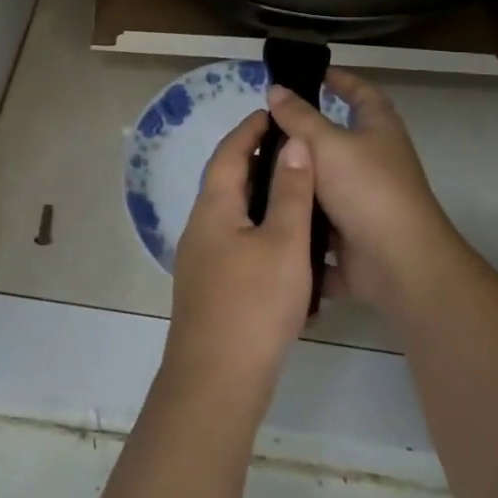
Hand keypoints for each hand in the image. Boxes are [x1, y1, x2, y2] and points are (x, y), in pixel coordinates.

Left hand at [164, 108, 313, 402]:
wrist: (216, 384)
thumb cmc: (253, 305)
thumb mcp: (284, 243)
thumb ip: (291, 191)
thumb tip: (294, 143)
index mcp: (213, 208)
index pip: (229, 153)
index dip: (250, 130)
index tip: (272, 112)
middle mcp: (200, 228)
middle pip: (226, 181)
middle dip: (256, 160)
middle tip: (293, 150)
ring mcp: (201, 262)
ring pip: (232, 214)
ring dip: (260, 197)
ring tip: (297, 193)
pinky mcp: (211, 290)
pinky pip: (236, 244)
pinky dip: (260, 230)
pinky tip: (287, 248)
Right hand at [265, 71, 464, 316]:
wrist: (398, 264)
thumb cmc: (367, 189)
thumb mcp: (327, 143)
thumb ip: (299, 117)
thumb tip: (276, 89)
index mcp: (379, 129)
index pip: (361, 92)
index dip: (340, 80)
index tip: (313, 73)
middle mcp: (375, 161)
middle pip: (337, 140)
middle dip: (303, 135)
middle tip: (264, 128)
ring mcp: (365, 201)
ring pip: (324, 184)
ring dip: (297, 181)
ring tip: (253, 172)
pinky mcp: (354, 236)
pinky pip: (320, 224)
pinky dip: (299, 220)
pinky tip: (265, 214)